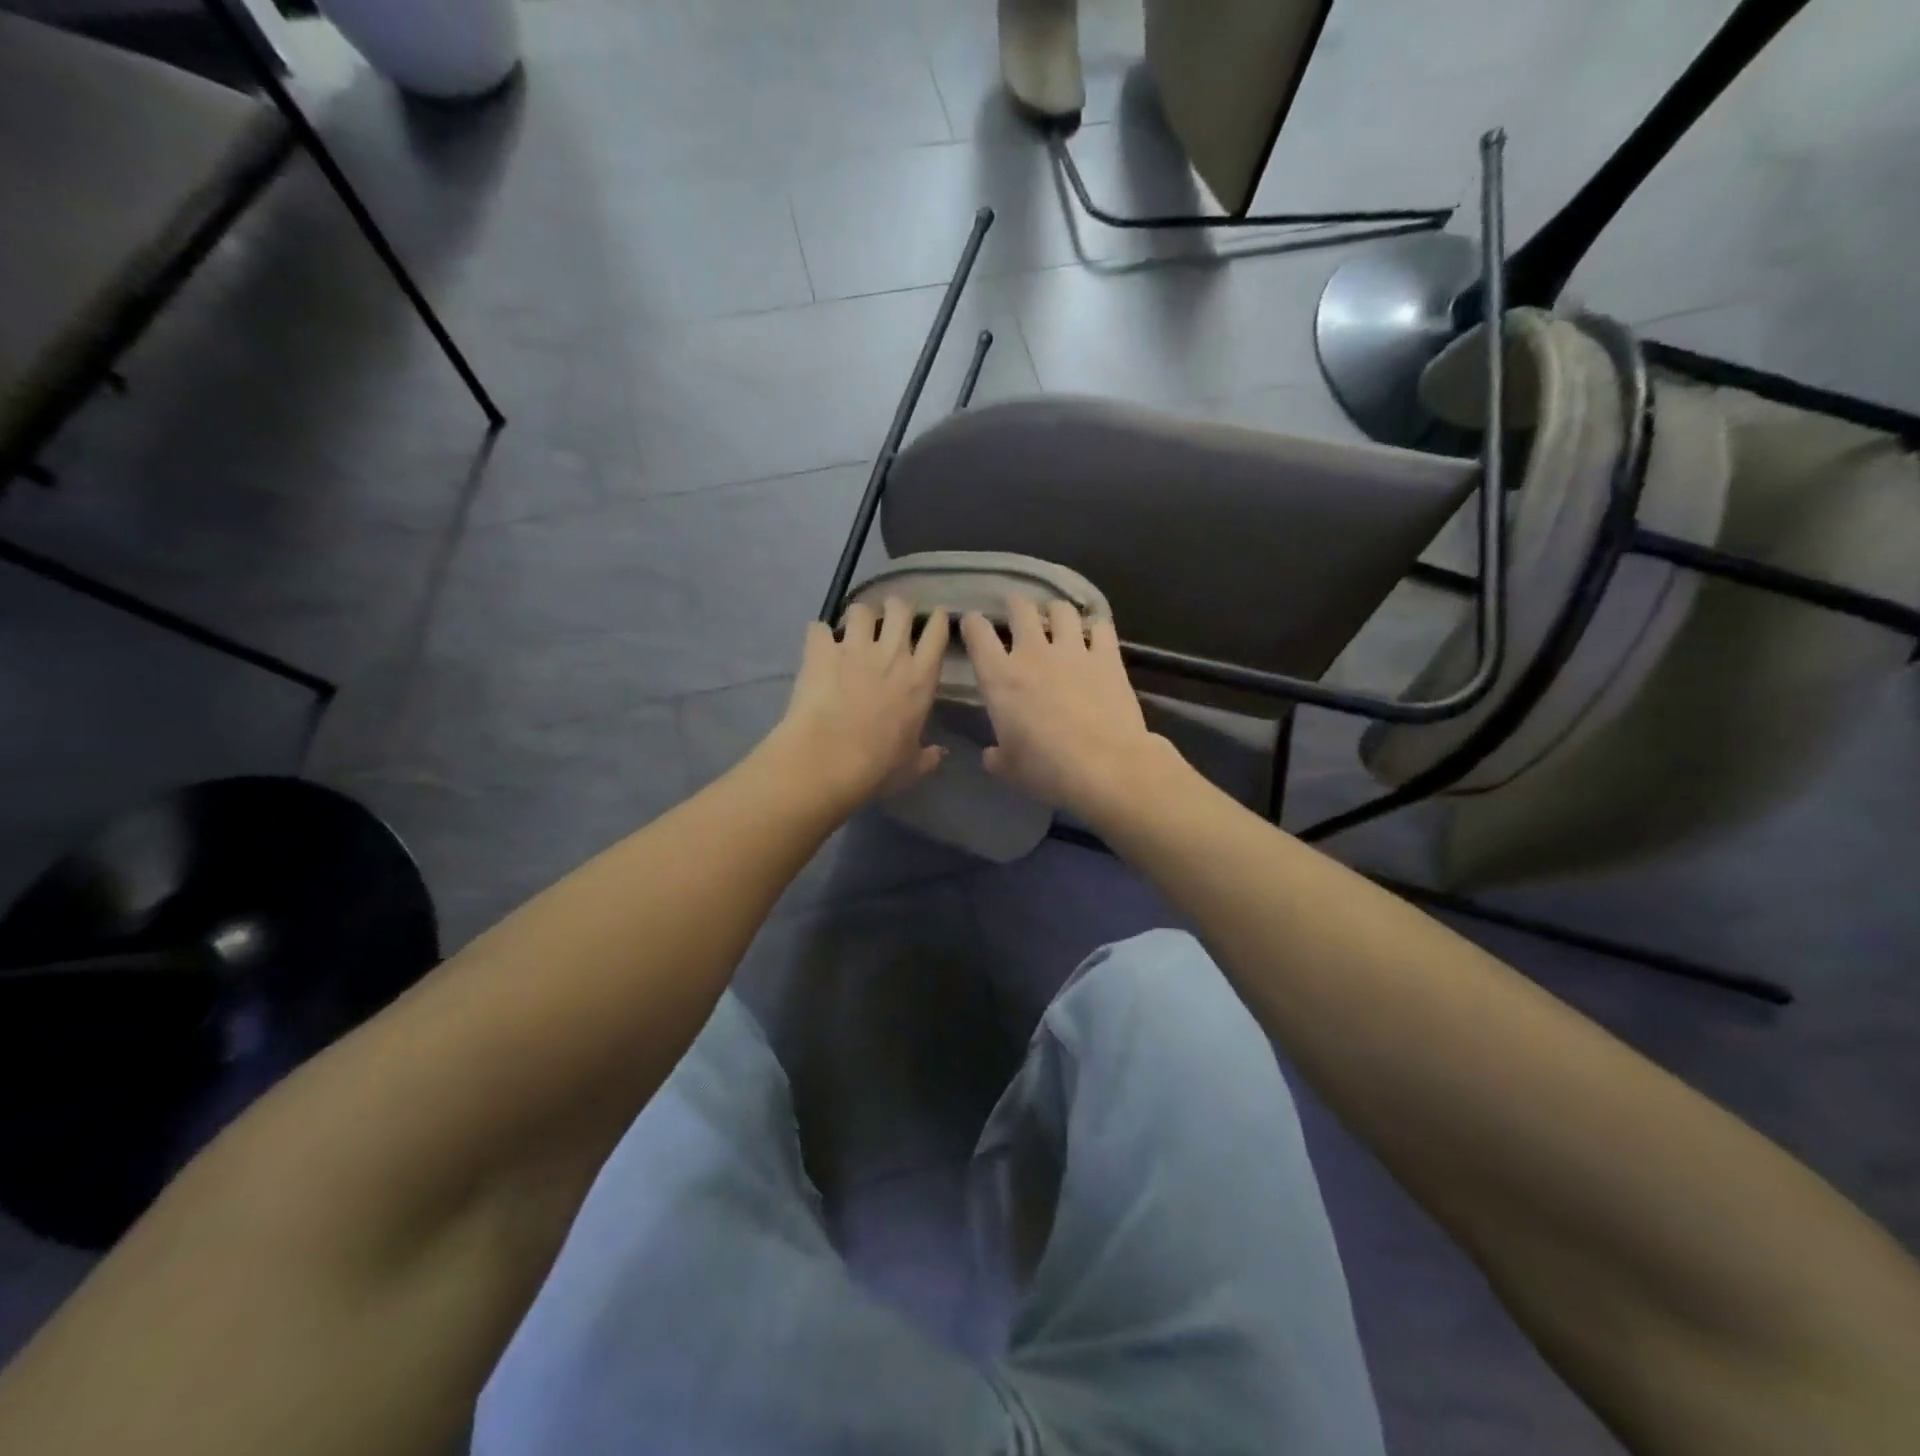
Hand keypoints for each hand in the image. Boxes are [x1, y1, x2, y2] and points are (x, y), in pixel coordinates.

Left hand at [773, 598, 949, 806]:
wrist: (829, 759)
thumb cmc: (878, 766)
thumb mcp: (911, 766)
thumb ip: (928, 757)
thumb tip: (941, 754)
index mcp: (920, 679)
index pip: (936, 634)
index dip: (936, 620)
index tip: (934, 616)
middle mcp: (892, 654)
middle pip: (899, 608)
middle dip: (895, 607)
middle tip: (888, 617)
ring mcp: (855, 648)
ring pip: (861, 609)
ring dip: (858, 617)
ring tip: (852, 628)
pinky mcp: (821, 651)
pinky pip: (819, 628)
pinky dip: (819, 636)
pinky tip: (817, 646)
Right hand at [960, 598, 1168, 819]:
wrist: (1105, 766)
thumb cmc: (1047, 770)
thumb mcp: (1009, 770)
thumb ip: (996, 756)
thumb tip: (992, 754)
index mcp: (1000, 678)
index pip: (978, 634)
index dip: (972, 623)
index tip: (972, 623)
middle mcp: (1033, 653)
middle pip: (1020, 609)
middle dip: (1015, 605)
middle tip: (1016, 611)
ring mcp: (1073, 651)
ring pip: (1061, 610)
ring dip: (1055, 611)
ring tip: (1057, 619)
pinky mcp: (1108, 657)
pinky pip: (1101, 627)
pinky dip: (1095, 628)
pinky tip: (1095, 635)